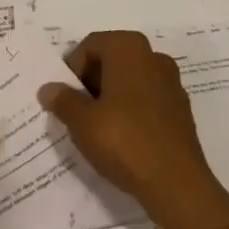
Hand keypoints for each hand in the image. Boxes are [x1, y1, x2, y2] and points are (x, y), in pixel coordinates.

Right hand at [39, 30, 228, 228]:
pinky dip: (131, 110)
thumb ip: (63, 100)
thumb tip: (49, 88)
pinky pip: (146, 99)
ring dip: (110, 96)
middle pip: (112, 59)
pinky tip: (122, 137)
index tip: (65, 97)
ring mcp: (171, 82)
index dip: (72, 69)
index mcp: (129, 48)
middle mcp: (153, 56)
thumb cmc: (124, 141)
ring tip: (97, 127)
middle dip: (91, 82)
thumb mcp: (82, 122)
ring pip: (130, 80)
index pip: (90, 45)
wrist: (176, 182)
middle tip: (77, 112)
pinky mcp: (180, 108)